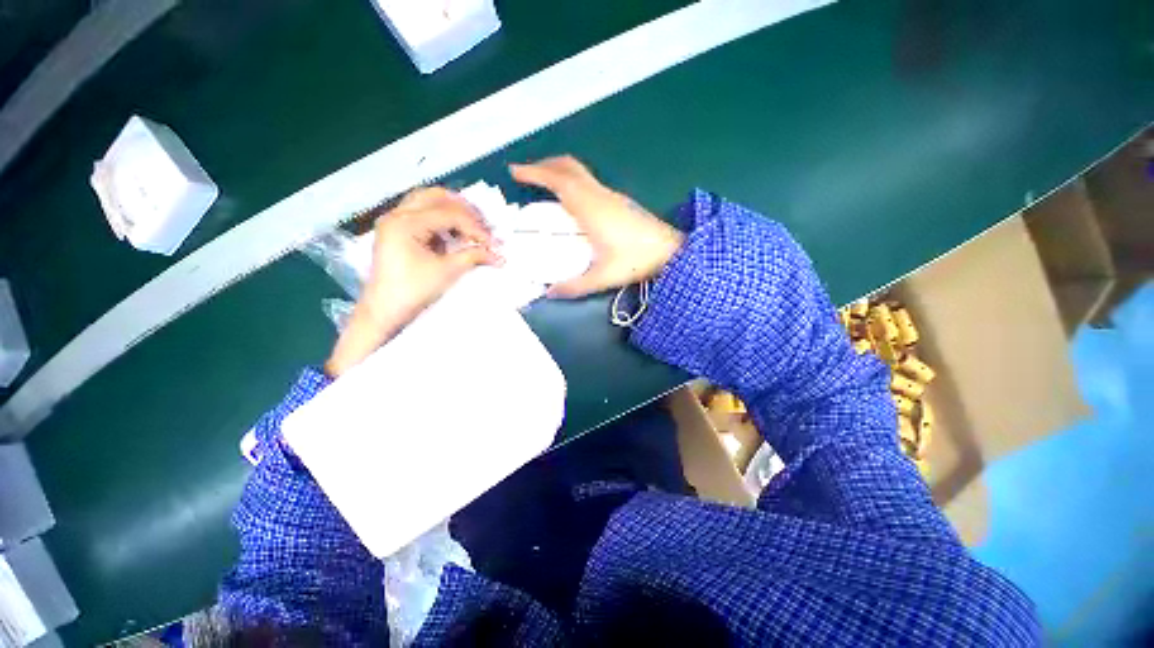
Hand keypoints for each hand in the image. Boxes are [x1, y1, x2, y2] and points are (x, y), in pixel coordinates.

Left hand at [325, 188, 500, 376]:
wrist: (384, 311)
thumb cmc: (413, 291)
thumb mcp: (447, 272)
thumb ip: (474, 256)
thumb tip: (499, 255)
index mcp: (406, 223)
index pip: (450, 214)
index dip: (476, 227)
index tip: (494, 243)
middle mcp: (397, 214)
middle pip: (437, 197)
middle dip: (465, 210)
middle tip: (484, 226)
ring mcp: (394, 221)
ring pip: (428, 201)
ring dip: (452, 211)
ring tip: (472, 227)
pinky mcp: (396, 231)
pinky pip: (422, 213)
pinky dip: (441, 219)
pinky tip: (455, 233)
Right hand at [510, 156, 683, 298]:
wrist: (672, 251)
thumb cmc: (638, 260)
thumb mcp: (603, 277)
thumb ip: (574, 286)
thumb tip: (549, 293)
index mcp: (591, 209)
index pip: (559, 181)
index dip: (535, 173)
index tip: (514, 171)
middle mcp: (599, 195)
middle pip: (569, 167)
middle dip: (545, 165)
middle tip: (526, 174)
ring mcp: (611, 195)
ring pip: (580, 173)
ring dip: (559, 172)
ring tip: (544, 185)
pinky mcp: (619, 201)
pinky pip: (589, 182)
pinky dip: (572, 182)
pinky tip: (570, 202)